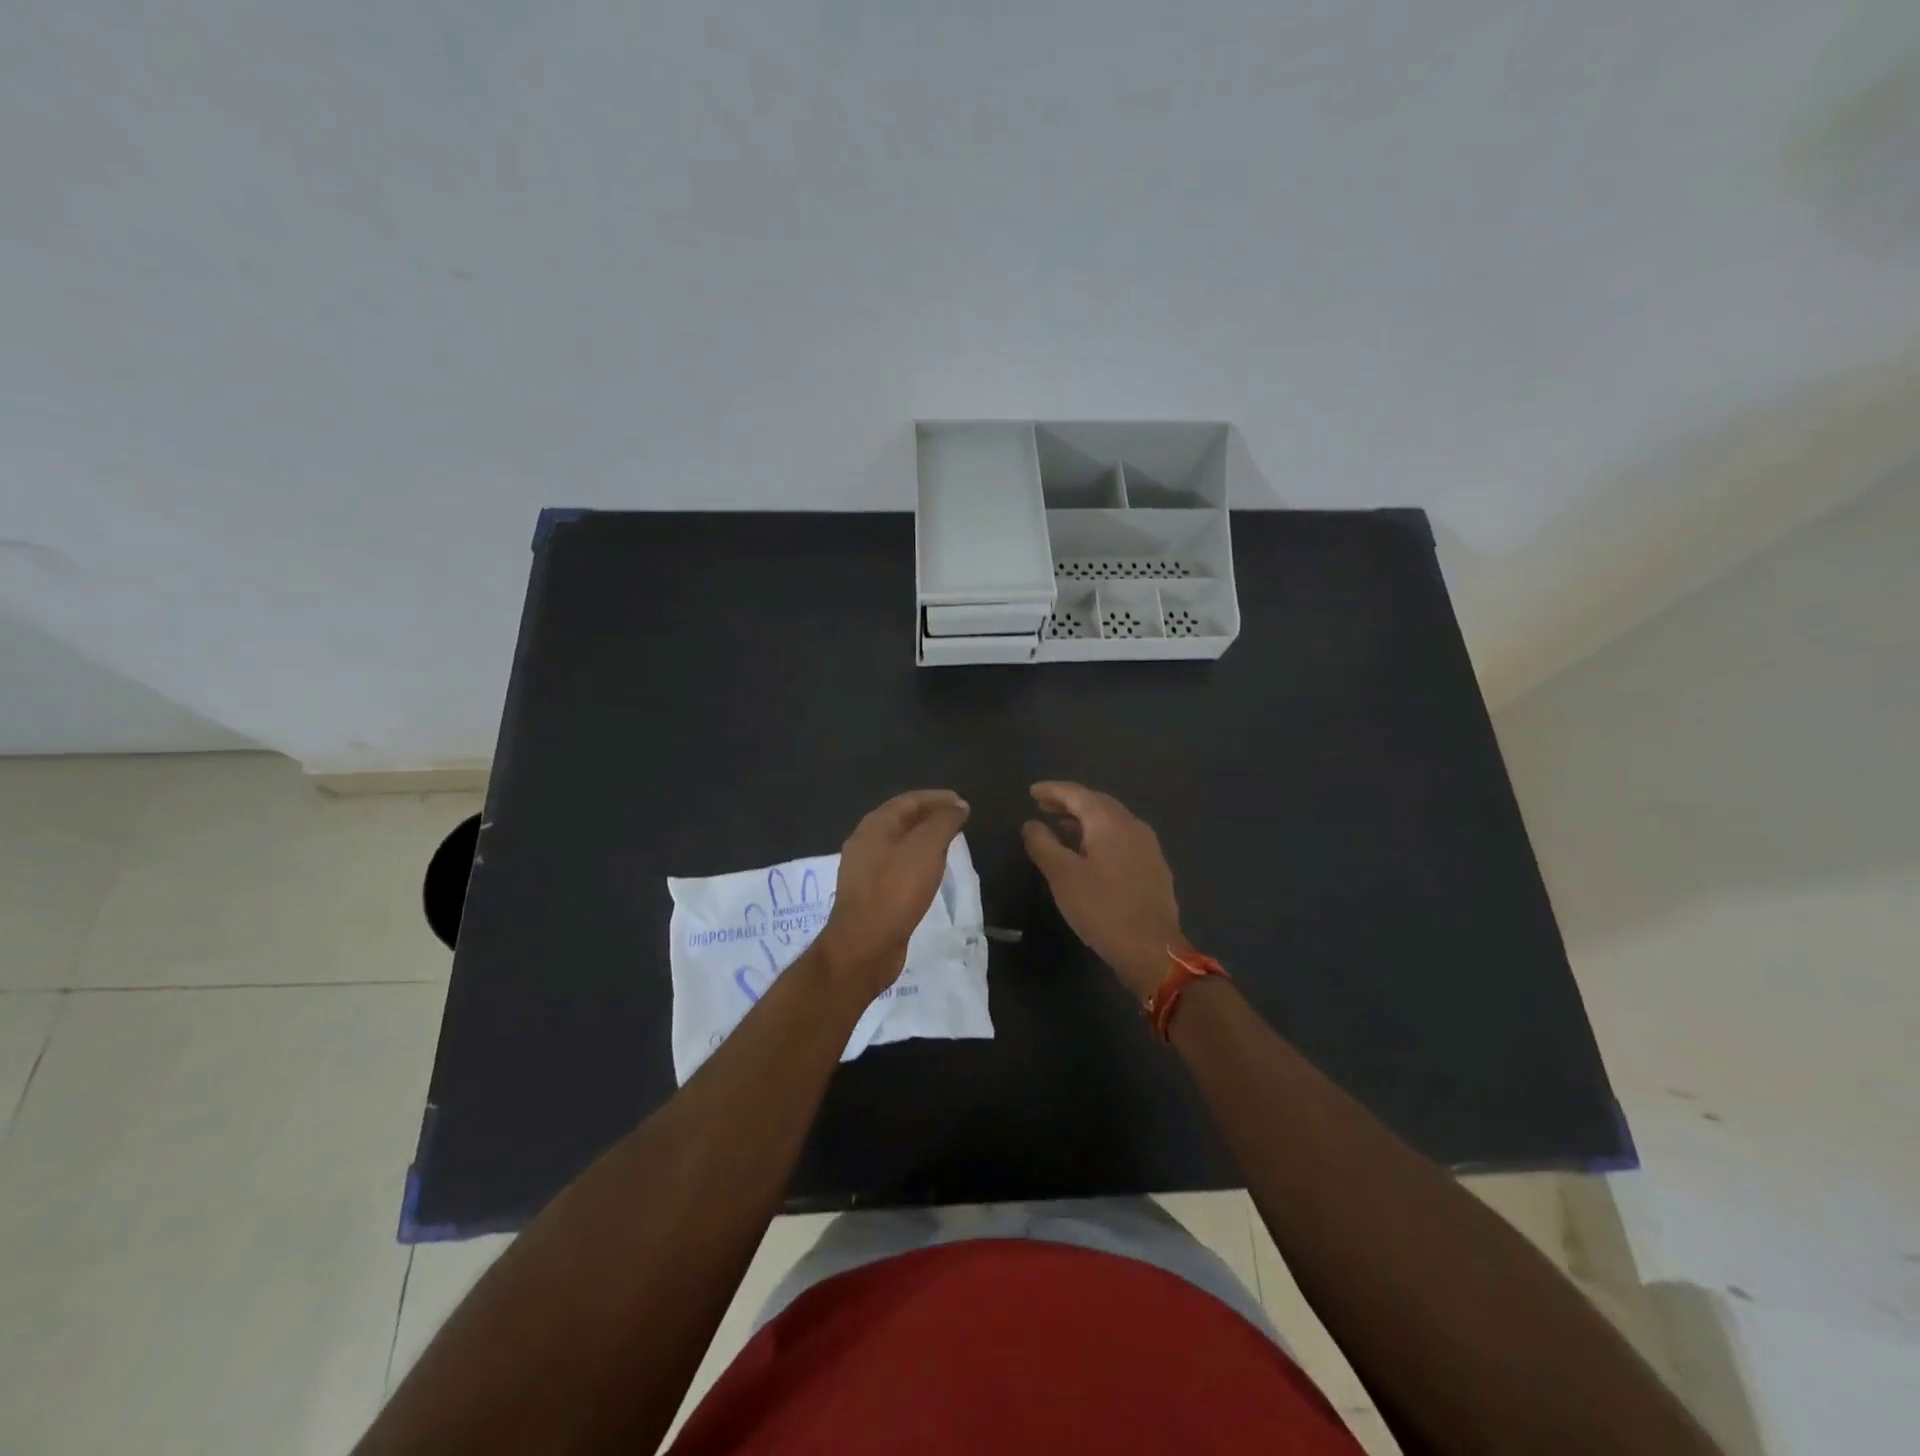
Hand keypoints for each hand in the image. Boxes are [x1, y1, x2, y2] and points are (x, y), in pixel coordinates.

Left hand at [816, 789, 969, 1001]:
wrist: (864, 946)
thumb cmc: (896, 890)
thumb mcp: (927, 849)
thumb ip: (943, 822)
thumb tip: (958, 806)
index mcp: (874, 826)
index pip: (909, 801)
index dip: (937, 798)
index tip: (963, 803)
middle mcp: (865, 842)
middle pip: (901, 820)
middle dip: (930, 817)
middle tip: (958, 821)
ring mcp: (864, 869)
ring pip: (898, 844)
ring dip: (923, 840)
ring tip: (948, 844)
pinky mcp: (869, 894)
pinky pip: (896, 867)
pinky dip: (916, 861)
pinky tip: (929, 872)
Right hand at [1021, 782, 1187, 999]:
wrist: (1152, 949)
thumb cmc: (1102, 909)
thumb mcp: (1062, 876)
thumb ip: (1043, 844)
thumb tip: (1031, 823)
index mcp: (1109, 822)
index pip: (1077, 794)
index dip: (1053, 790)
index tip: (1032, 791)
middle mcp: (1132, 825)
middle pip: (1097, 803)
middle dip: (1069, 802)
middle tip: (1043, 806)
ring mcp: (1148, 846)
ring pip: (1111, 821)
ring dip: (1084, 820)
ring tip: (1061, 828)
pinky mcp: (1153, 866)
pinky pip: (1122, 838)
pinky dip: (1100, 835)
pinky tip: (1089, 853)